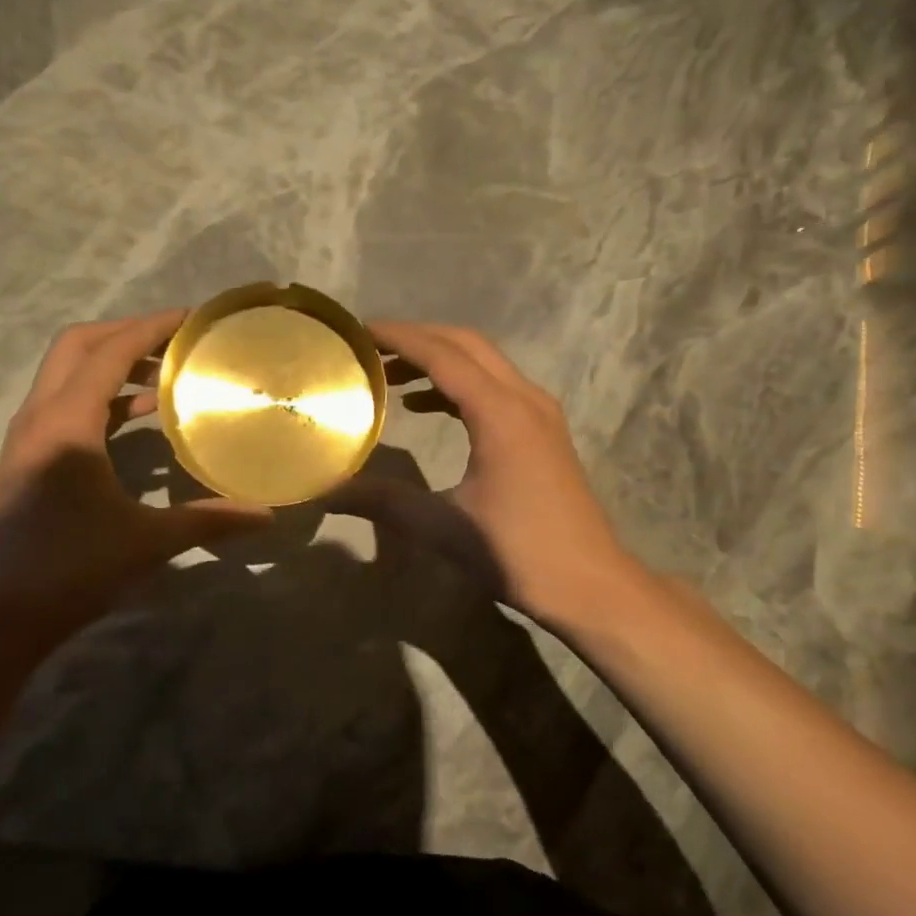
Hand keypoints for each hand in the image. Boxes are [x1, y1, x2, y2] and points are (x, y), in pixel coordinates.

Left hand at [0, 310, 269, 650]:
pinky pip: (66, 407)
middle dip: (127, 335)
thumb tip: (268, 514)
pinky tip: (137, 423)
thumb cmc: (70, 569)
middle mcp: (40, 417)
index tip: (193, 319)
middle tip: (176, 343)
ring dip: (112, 366)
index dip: (152, 328)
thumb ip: (209, 520)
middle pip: (78, 347)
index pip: (111, 351)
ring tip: (165, 378)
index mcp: (67, 422)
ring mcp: (27, 439)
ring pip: (67, 376)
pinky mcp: (27, 461)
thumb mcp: (147, 542)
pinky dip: (102, 399)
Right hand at [331, 321, 635, 627]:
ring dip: (440, 359)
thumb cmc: (516, 552)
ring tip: (392, 374)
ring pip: (485, 363)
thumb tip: (327, 492)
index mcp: (500, 413)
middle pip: (467, 344)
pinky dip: (460, 384)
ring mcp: (541, 413)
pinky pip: (497, 387)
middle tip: (370, 347)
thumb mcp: (442, 527)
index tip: (359, 331)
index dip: (399, 337)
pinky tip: (428, 406)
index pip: (442, 354)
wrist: (589, 583)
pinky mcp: (545, 432)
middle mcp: (524, 399)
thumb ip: (383, 501)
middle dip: (418, 338)